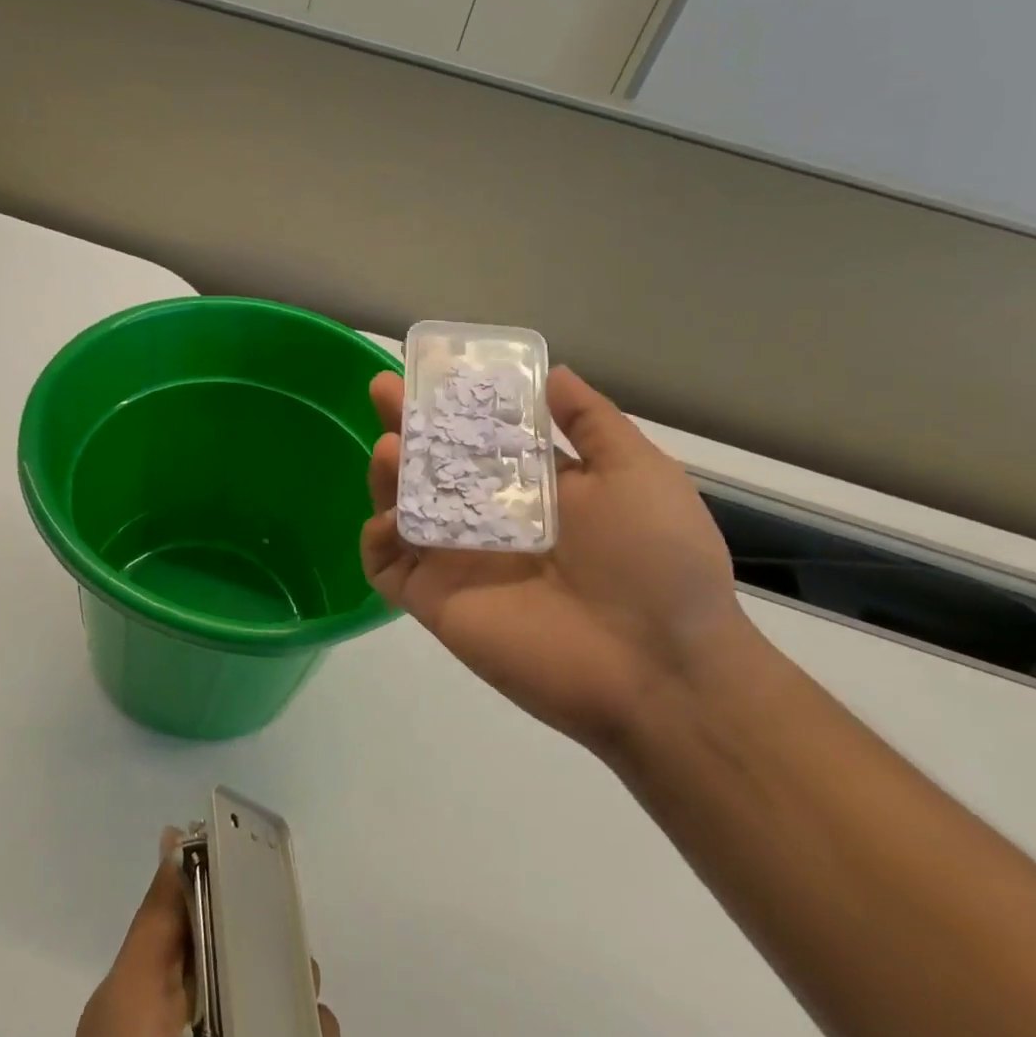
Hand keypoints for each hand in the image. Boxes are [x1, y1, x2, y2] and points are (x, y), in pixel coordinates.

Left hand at [63, 830, 341, 1036]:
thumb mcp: (128, 997)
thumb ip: (157, 921)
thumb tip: (174, 833)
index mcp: (172, 980)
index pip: (212, 912)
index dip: (235, 883)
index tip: (259, 859)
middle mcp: (212, 1011)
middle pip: (261, 950)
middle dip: (278, 939)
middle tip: (281, 942)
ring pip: (295, 1001)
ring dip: (302, 996)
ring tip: (289, 1012)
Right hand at [360, 366, 744, 756]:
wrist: (658, 667)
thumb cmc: (656, 561)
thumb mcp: (638, 473)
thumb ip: (592, 422)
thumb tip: (552, 373)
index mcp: (533, 487)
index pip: (479, 435)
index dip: (454, 402)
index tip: (430, 369)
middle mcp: (488, 517)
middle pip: (431, 465)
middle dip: (405, 424)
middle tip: (383, 389)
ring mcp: (456, 558)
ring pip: (403, 507)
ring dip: (388, 474)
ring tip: (390, 448)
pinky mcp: (433, 599)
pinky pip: (387, 565)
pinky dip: (377, 539)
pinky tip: (390, 518)